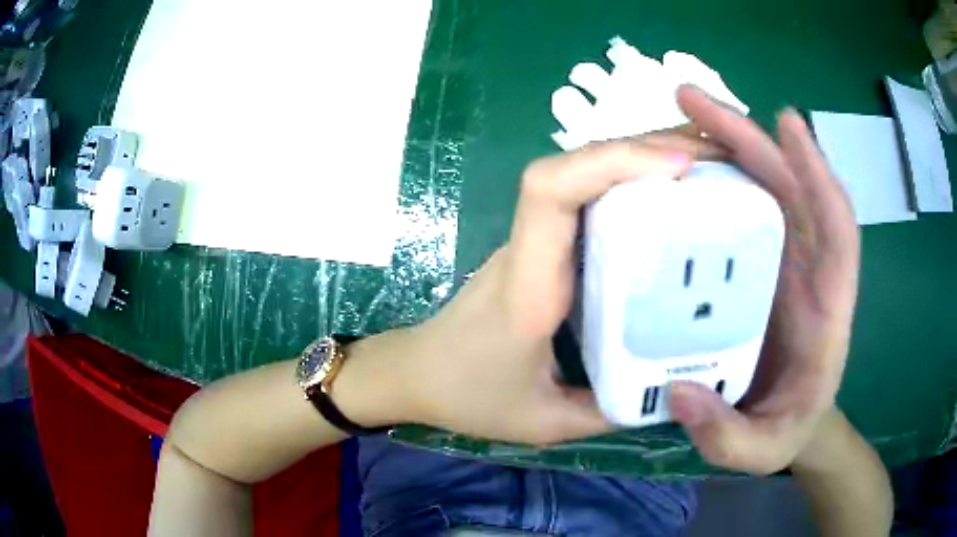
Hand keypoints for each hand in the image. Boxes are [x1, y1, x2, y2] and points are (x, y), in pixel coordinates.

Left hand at [384, 134, 715, 444]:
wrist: (419, 372)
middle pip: (577, 165)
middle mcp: (532, 246)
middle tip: (716, 156)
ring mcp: (536, 240)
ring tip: (706, 163)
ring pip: (585, 171)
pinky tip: (674, 191)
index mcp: (530, 285)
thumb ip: (612, 409)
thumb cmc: (470, 395)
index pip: (550, 190)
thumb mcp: (545, 421)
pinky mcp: (545, 245)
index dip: (610, 160)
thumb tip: (678, 389)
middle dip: (647, 147)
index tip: (677, 162)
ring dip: (644, 155)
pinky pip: (589, 195)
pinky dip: (633, 179)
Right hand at [667, 86, 860, 473]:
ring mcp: (779, 262)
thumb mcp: (757, 450)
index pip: (836, 228)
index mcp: (826, 308)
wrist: (790, 424)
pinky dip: (718, 179)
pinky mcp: (754, 265)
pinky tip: (682, 166)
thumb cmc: (785, 430)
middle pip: (790, 189)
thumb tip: (678, 393)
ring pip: (763, 189)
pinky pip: (740, 210)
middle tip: (693, 102)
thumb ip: (724, 435)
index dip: (816, 172)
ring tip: (682, 118)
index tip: (786, 122)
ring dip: (729, 147)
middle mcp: (807, 270)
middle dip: (750, 139)